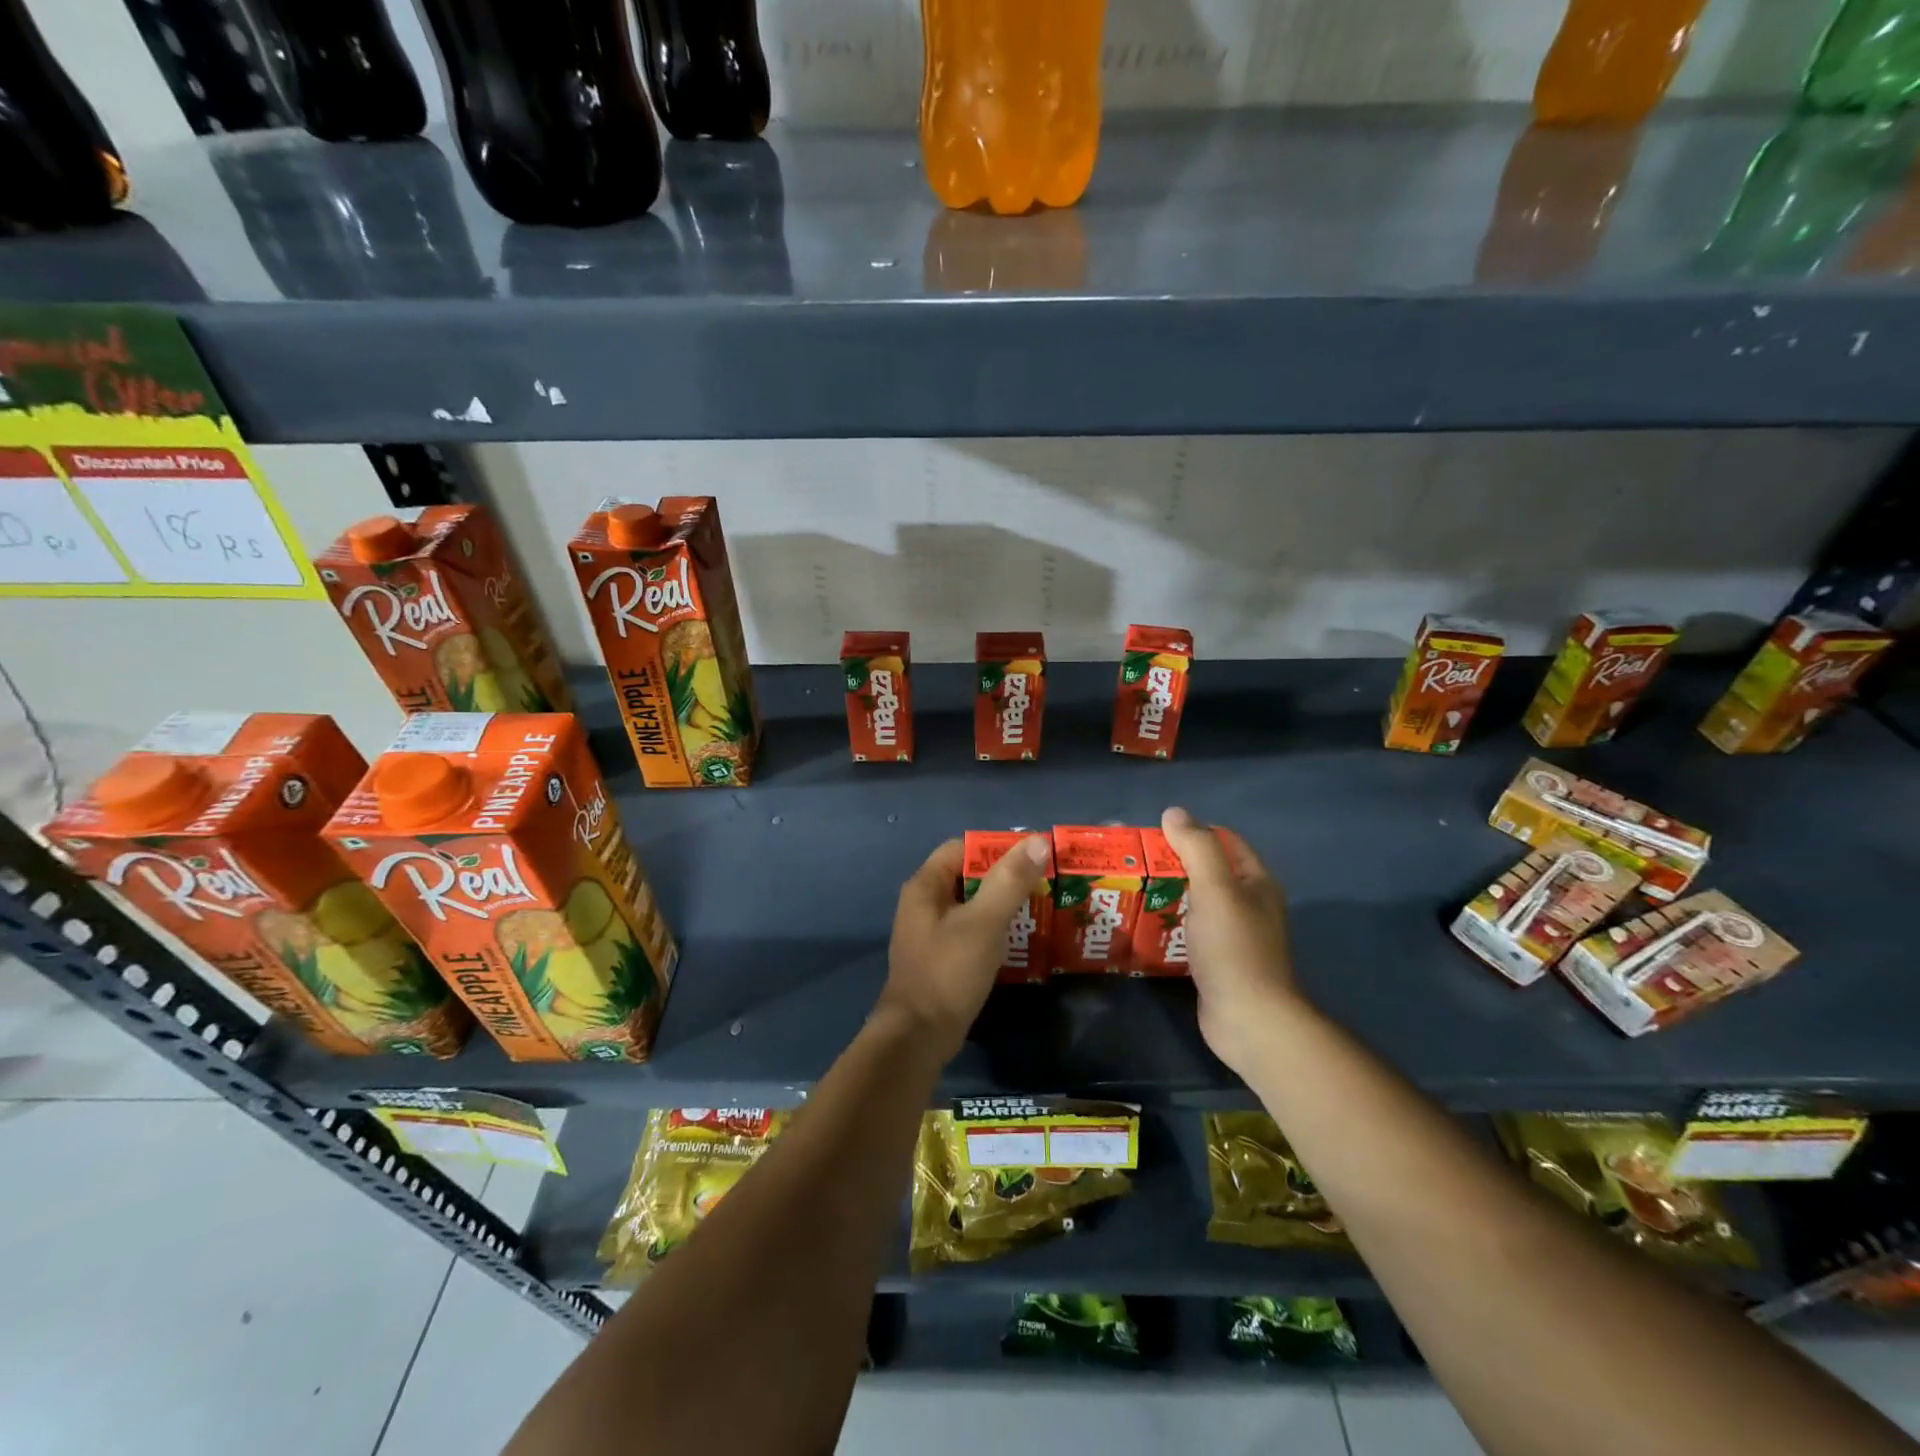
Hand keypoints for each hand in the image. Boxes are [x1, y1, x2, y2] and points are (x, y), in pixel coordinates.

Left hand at [877, 834, 1050, 1060]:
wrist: (918, 1037)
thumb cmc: (948, 972)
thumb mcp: (984, 923)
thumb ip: (1009, 881)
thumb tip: (1036, 841)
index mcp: (925, 886)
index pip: (962, 848)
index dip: (996, 847)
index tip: (1032, 856)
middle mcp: (923, 904)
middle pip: (968, 876)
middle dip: (1005, 876)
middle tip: (1044, 882)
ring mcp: (929, 933)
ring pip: (971, 905)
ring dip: (1002, 904)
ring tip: (1039, 908)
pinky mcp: (940, 959)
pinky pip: (970, 931)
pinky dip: (993, 930)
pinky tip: (1019, 939)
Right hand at [1160, 806, 1302, 1080]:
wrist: (1248, 1018)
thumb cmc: (1233, 947)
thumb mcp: (1215, 888)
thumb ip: (1196, 847)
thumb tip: (1174, 812)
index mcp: (1256, 882)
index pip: (1225, 841)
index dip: (1193, 832)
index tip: (1154, 835)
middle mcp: (1249, 905)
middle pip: (1208, 871)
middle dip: (1174, 864)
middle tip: (1135, 863)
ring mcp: (1234, 936)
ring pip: (1196, 903)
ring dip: (1169, 895)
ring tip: (1132, 890)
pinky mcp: (1217, 962)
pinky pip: (1190, 932)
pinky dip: (1169, 924)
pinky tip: (1144, 926)